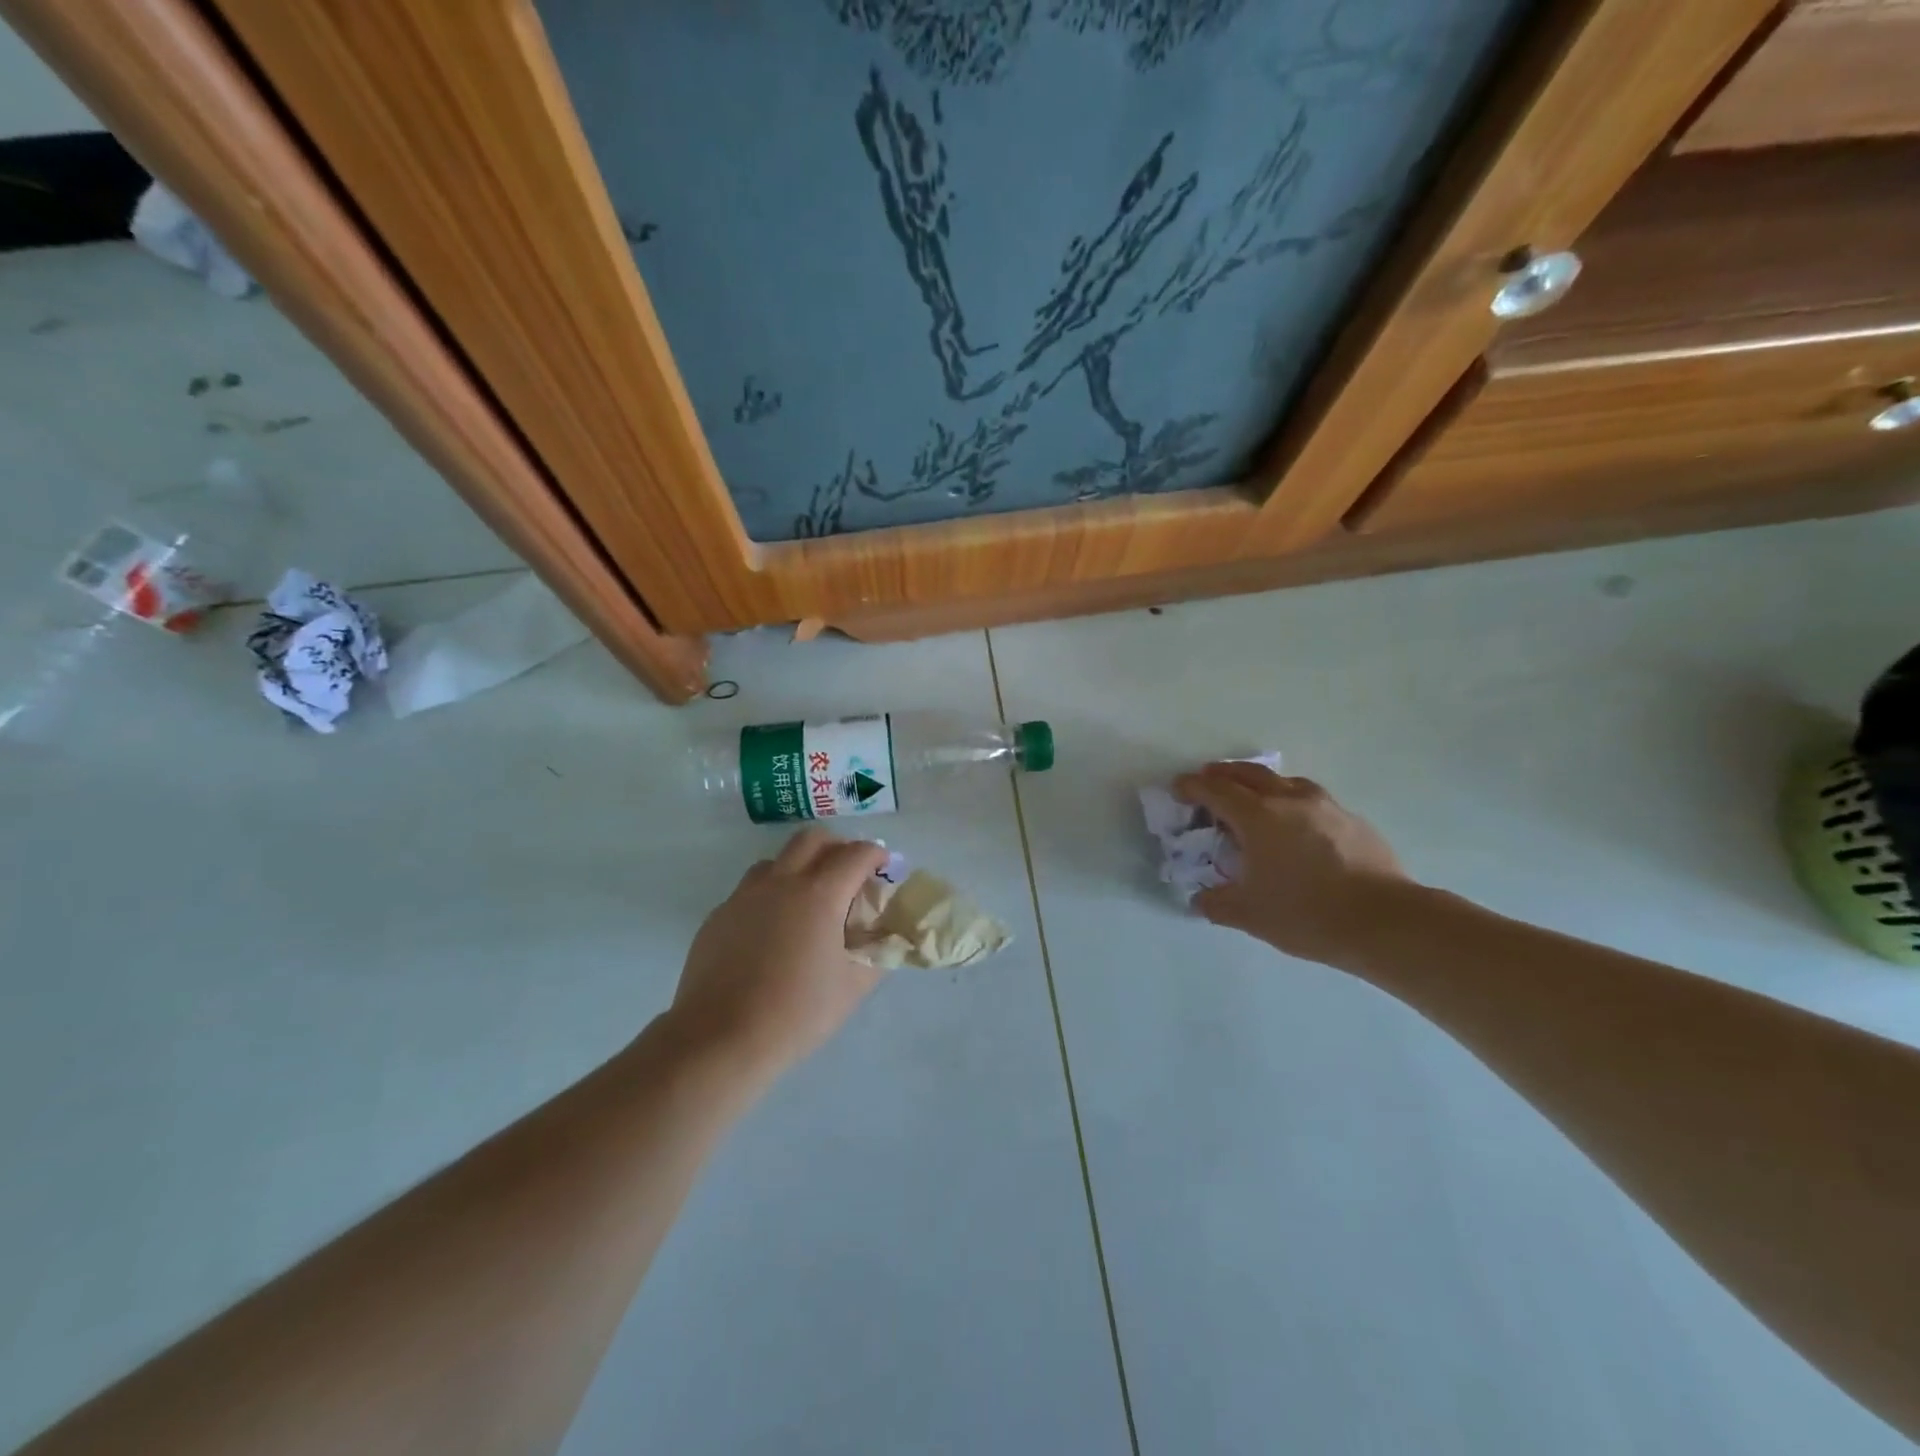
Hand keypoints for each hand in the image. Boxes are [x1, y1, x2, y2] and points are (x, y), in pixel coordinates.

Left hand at [666, 828, 889, 1084]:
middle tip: (849, 872)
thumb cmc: (795, 1014)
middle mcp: (780, 883)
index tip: (884, 866)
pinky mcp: (719, 916)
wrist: (719, 1039)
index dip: (876, 854)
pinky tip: (773, 932)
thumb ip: (877, 954)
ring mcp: (744, 897)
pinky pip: (750, 891)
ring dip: (799, 867)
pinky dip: (770, 895)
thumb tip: (887, 937)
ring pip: (776, 861)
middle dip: (837, 846)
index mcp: (819, 895)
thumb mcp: (852, 988)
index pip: (855, 854)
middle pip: (812, 839)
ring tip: (809, 900)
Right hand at [1174, 763, 1409, 967]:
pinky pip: (1312, 800)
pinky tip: (1296, 826)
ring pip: (1285, 781)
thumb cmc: (1307, 914)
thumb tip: (1201, 900)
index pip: (1215, 790)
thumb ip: (1217, 903)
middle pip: (1249, 774)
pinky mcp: (1353, 821)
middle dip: (1223, 774)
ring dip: (1261, 783)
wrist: (1386, 922)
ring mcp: (1326, 807)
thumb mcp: (1249, 914)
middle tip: (1207, 781)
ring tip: (1253, 798)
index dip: (1192, 786)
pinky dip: (1292, 802)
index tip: (1178, 788)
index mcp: (1258, 817)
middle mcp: (1289, 800)